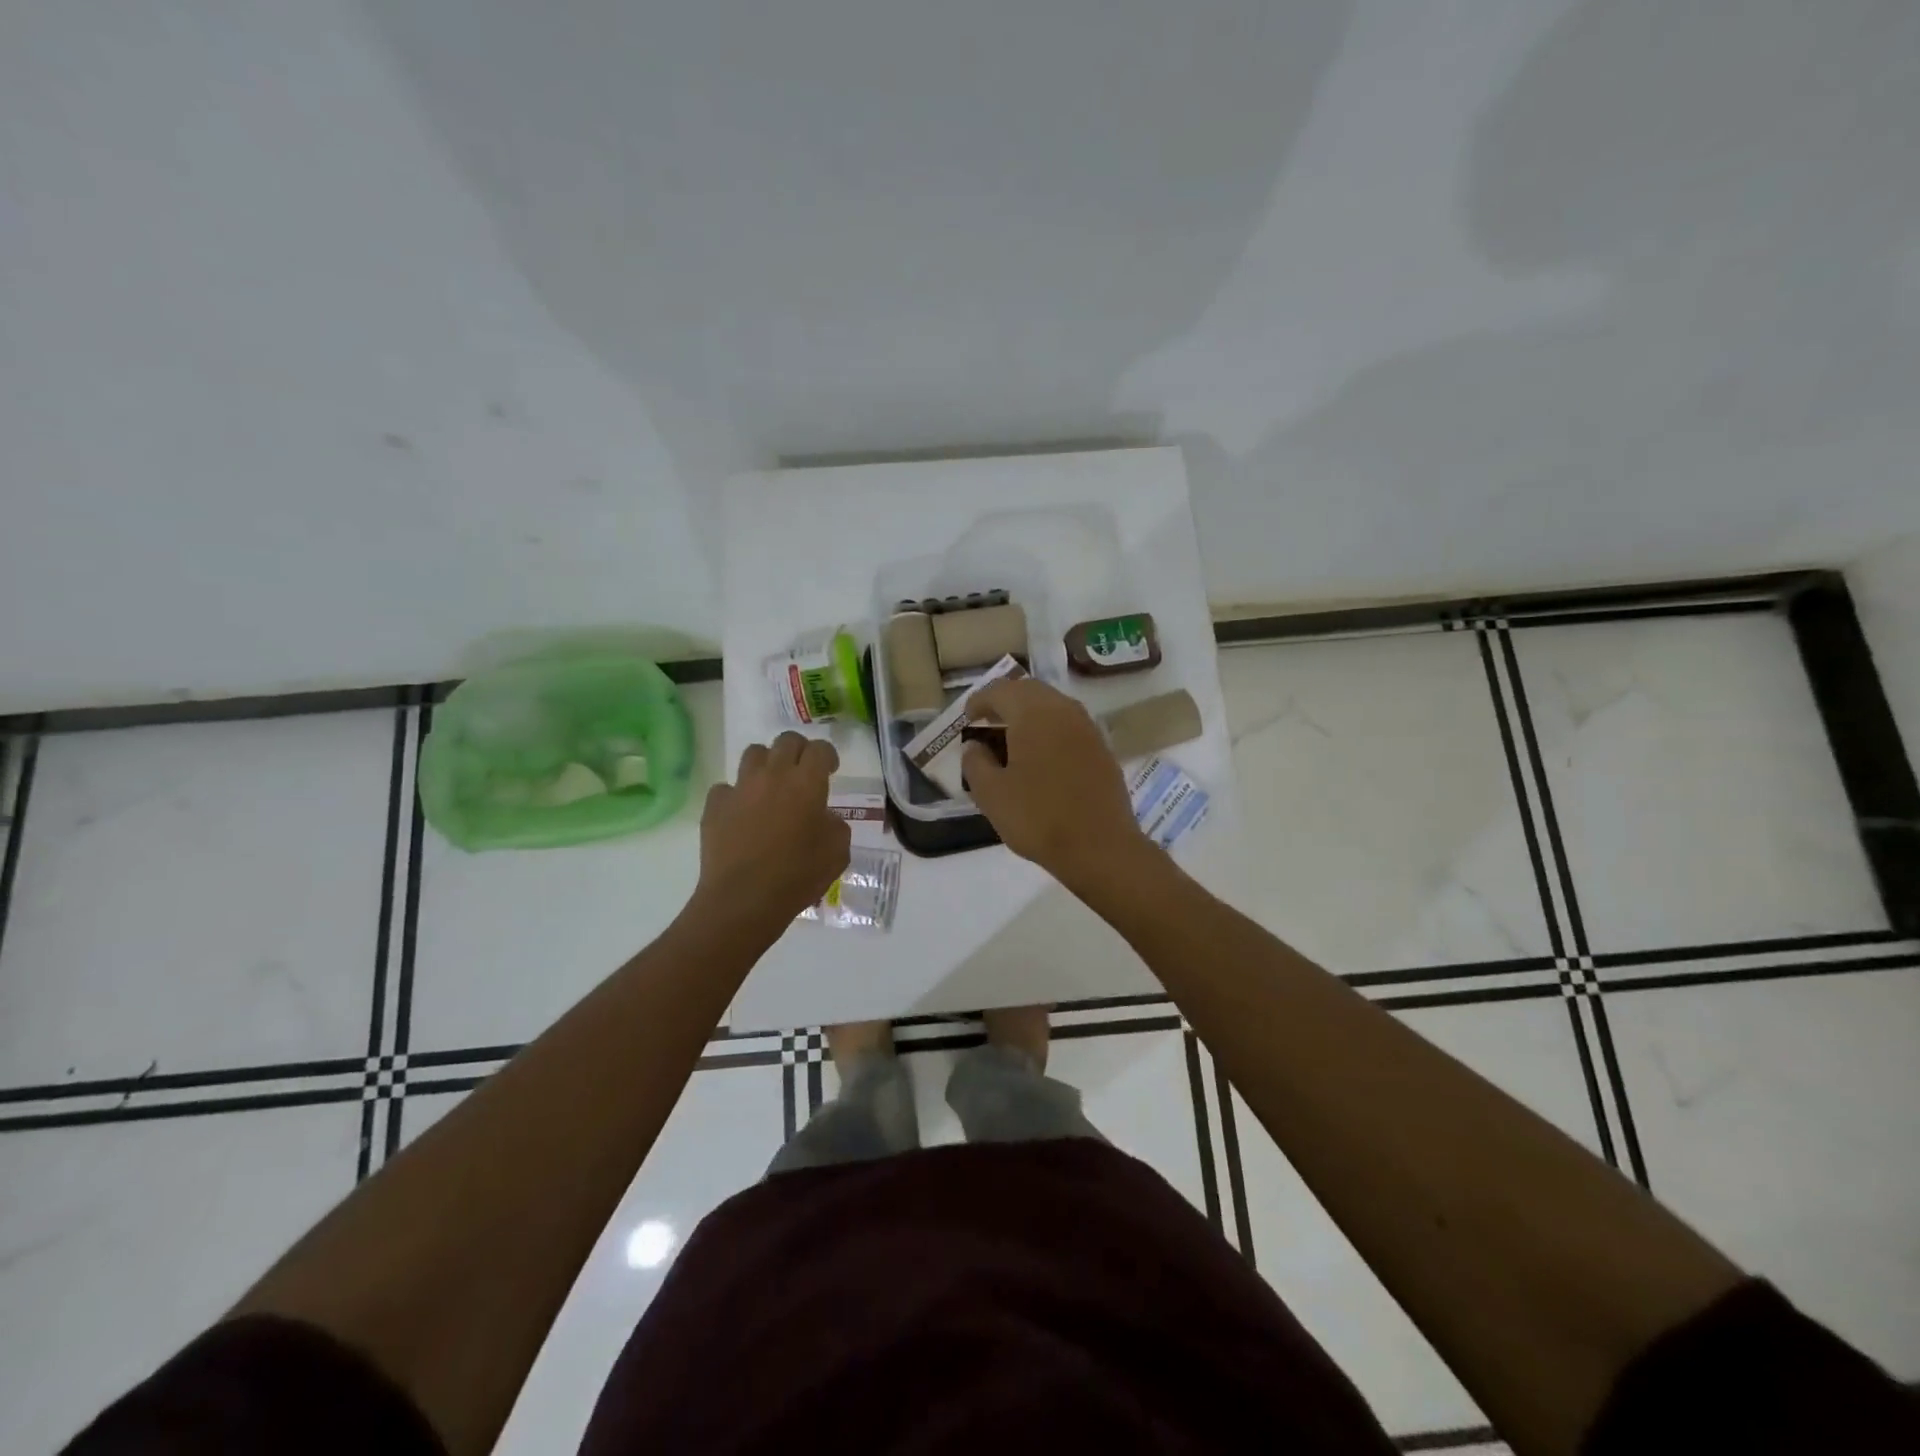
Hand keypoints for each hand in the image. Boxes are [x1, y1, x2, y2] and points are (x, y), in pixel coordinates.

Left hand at [697, 733, 849, 929]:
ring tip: (771, 786)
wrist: (743, 899)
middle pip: (786, 741)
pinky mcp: (715, 806)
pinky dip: (736, 795)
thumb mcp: (837, 852)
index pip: (819, 749)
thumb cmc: (798, 876)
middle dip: (798, 751)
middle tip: (802, 772)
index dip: (827, 755)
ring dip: (766, 764)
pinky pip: (726, 788)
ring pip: (754, 753)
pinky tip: (742, 814)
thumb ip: (835, 825)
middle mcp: (773, 775)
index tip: (830, 770)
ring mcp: (740, 788)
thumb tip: (823, 817)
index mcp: (807, 783)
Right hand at [961, 678, 1147, 886]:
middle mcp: (1063, 710)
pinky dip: (1050, 730)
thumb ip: (975, 763)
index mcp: (1033, 713)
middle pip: (1029, 690)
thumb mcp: (991, 794)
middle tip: (988, 721)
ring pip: (1053, 706)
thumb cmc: (1038, 818)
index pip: (1000, 691)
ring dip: (1030, 714)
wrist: (1100, 847)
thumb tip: (974, 746)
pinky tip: (1042, 756)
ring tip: (1012, 739)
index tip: (968, 718)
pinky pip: (1069, 726)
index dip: (979, 701)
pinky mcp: (1102, 749)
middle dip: (1006, 701)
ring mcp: (1087, 728)